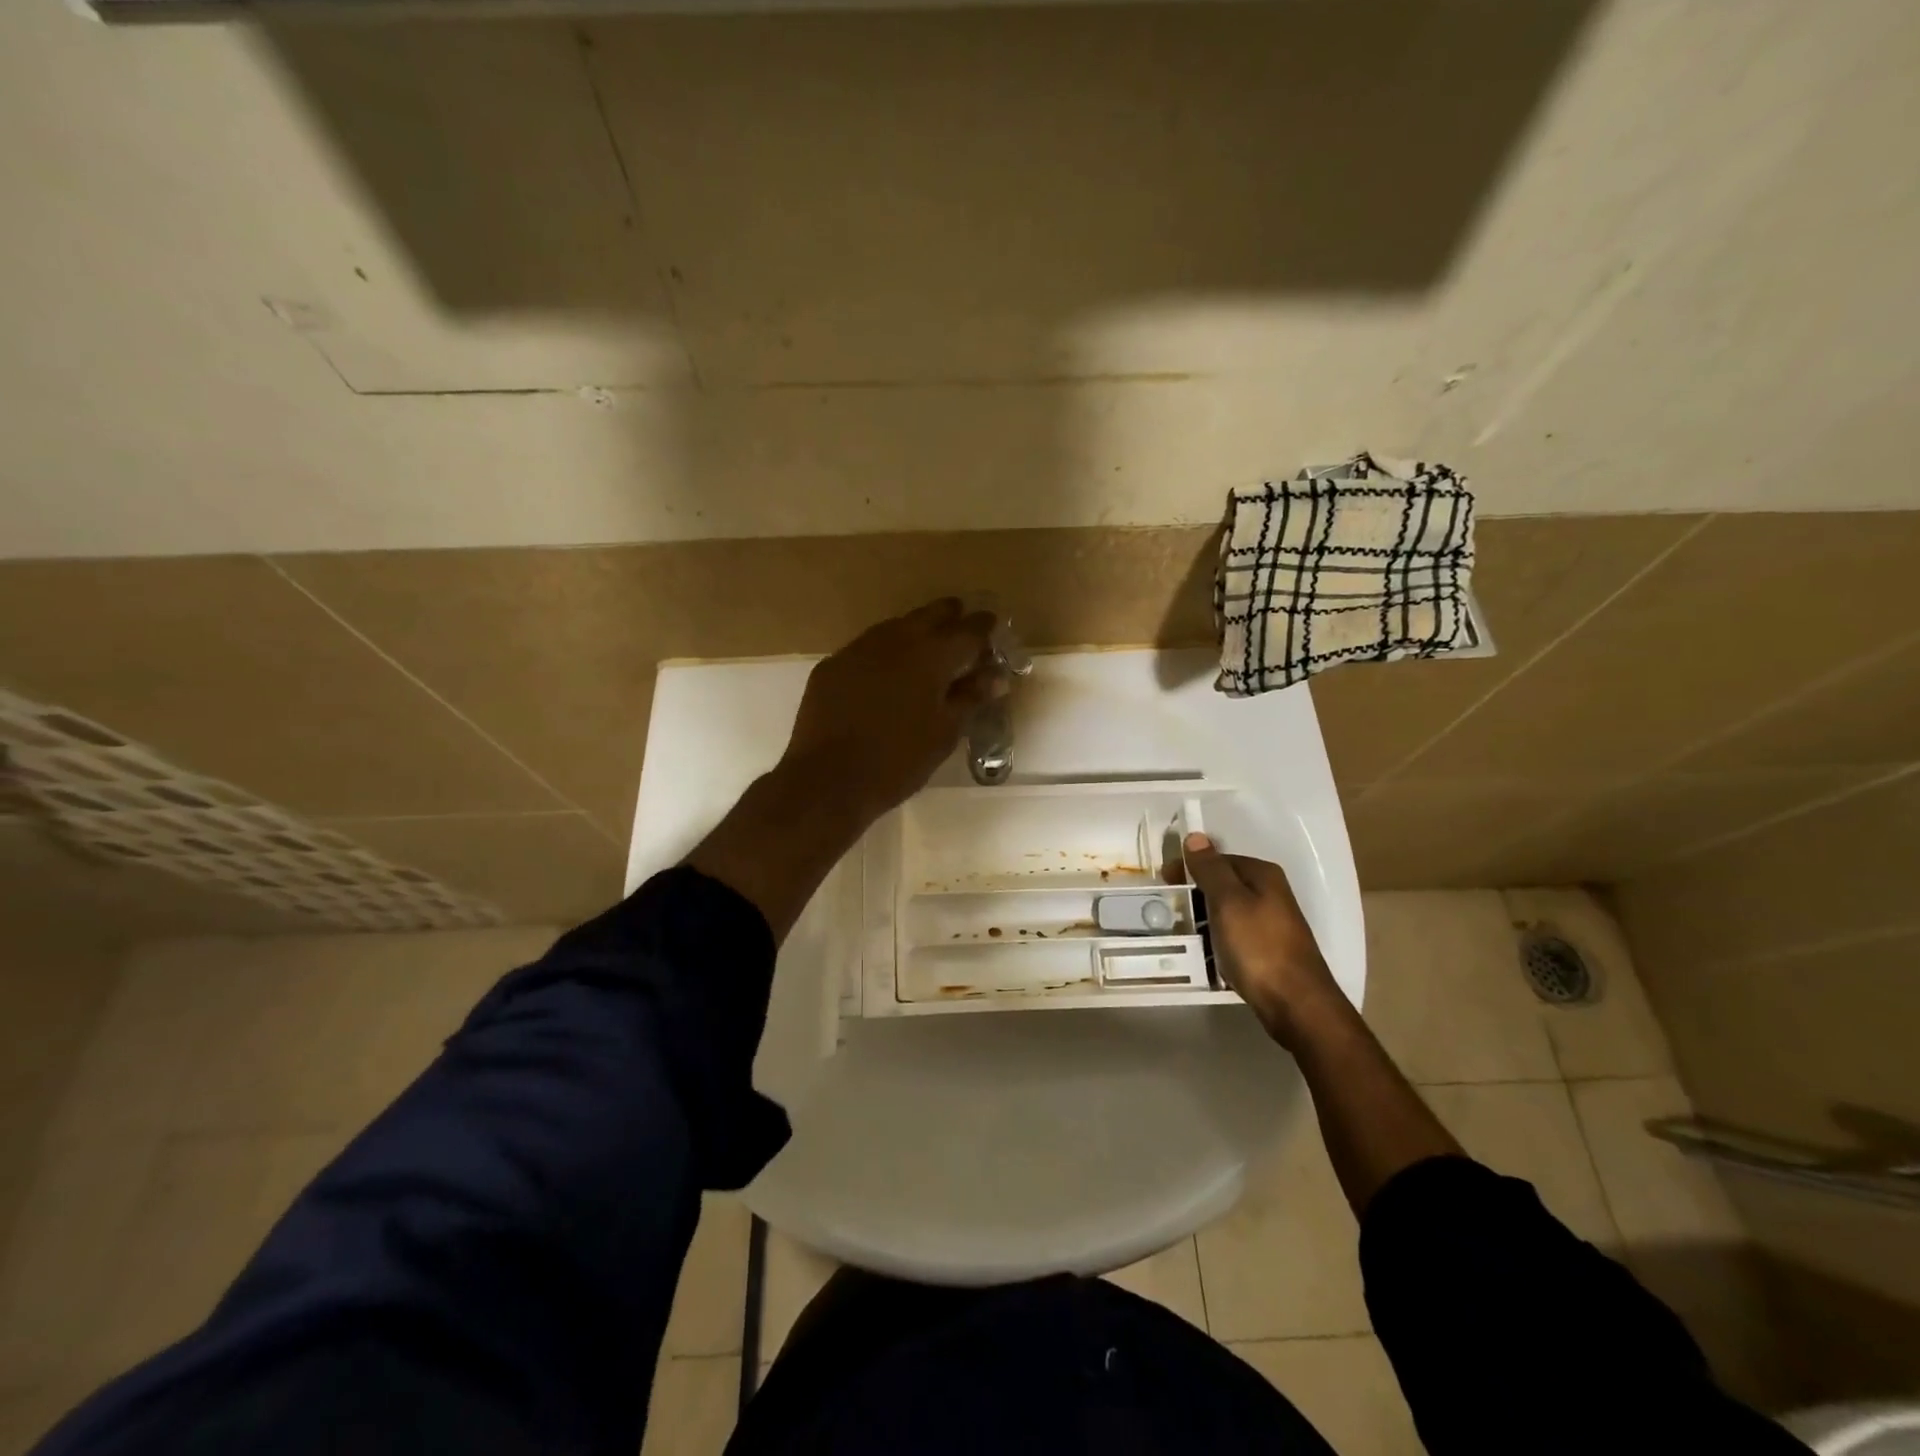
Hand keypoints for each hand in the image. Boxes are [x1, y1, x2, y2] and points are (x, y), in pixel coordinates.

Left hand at [783, 598, 1003, 818]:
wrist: (827, 780)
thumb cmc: (897, 762)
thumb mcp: (944, 733)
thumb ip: (970, 698)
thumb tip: (995, 675)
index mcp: (931, 656)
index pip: (967, 631)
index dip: (983, 627)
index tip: (992, 624)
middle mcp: (895, 640)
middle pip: (929, 616)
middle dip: (949, 616)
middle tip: (961, 621)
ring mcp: (858, 649)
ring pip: (895, 627)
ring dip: (915, 629)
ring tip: (926, 643)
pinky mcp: (832, 665)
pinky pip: (866, 647)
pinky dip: (884, 651)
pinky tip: (885, 669)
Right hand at [1182, 833, 1347, 1048]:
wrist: (1296, 1004)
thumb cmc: (1258, 947)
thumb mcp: (1228, 902)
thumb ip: (1210, 869)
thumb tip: (1195, 836)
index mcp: (1262, 875)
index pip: (1217, 858)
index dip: (1189, 867)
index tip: (1165, 883)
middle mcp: (1270, 893)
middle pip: (1223, 883)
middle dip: (1195, 893)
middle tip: (1169, 910)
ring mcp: (1271, 922)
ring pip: (1227, 910)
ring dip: (1203, 917)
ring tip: (1182, 932)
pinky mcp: (1267, 949)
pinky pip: (1233, 934)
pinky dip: (1216, 938)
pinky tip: (1204, 951)